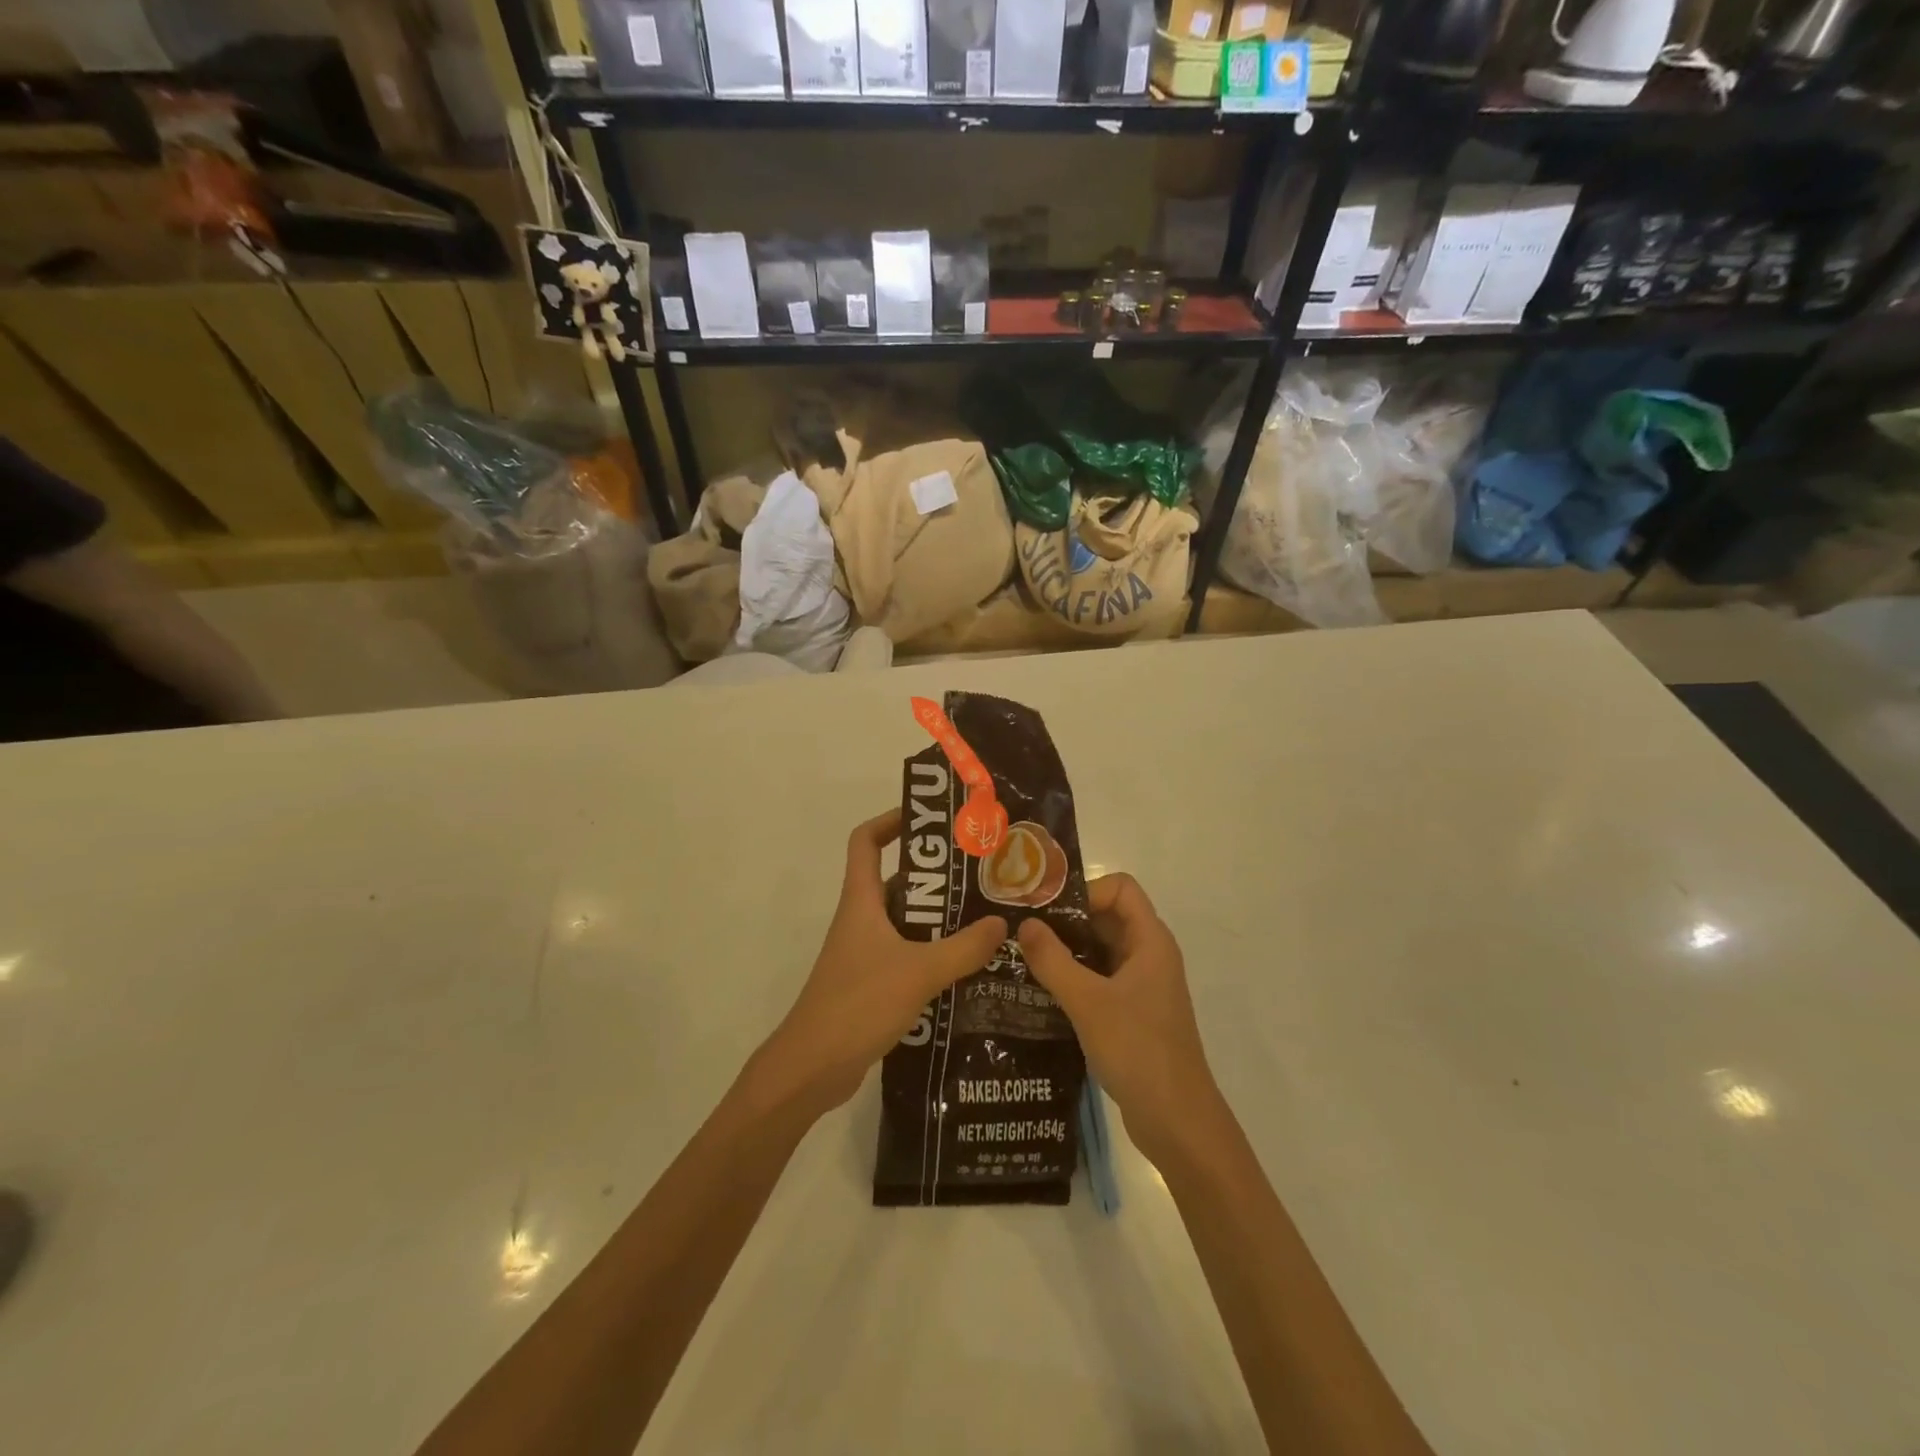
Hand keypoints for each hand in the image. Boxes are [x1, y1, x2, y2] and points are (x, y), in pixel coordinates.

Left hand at [753, 809, 1007, 1121]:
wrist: (812, 1068)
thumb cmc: (858, 1004)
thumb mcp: (918, 971)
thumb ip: (964, 948)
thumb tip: (1001, 923)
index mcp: (862, 901)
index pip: (866, 841)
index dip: (892, 820)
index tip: (931, 820)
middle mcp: (862, 919)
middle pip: (896, 881)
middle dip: (937, 876)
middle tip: (982, 876)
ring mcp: (865, 953)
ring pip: (906, 922)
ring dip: (940, 919)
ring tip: (986, 919)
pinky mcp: (872, 984)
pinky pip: (908, 955)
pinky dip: (934, 954)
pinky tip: (969, 967)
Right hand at [1016, 874, 1223, 1167]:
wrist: (1177, 1122)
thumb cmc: (1138, 1051)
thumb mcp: (1088, 1002)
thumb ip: (1053, 960)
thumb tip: (1024, 924)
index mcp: (1150, 941)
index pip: (1120, 888)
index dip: (1085, 891)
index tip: (1046, 911)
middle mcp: (1148, 955)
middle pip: (1107, 916)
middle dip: (1066, 920)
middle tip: (1021, 930)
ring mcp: (1141, 986)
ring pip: (1100, 950)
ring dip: (1066, 950)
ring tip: (1021, 958)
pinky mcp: (1131, 1013)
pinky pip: (1099, 979)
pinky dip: (1073, 978)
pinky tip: (1039, 991)